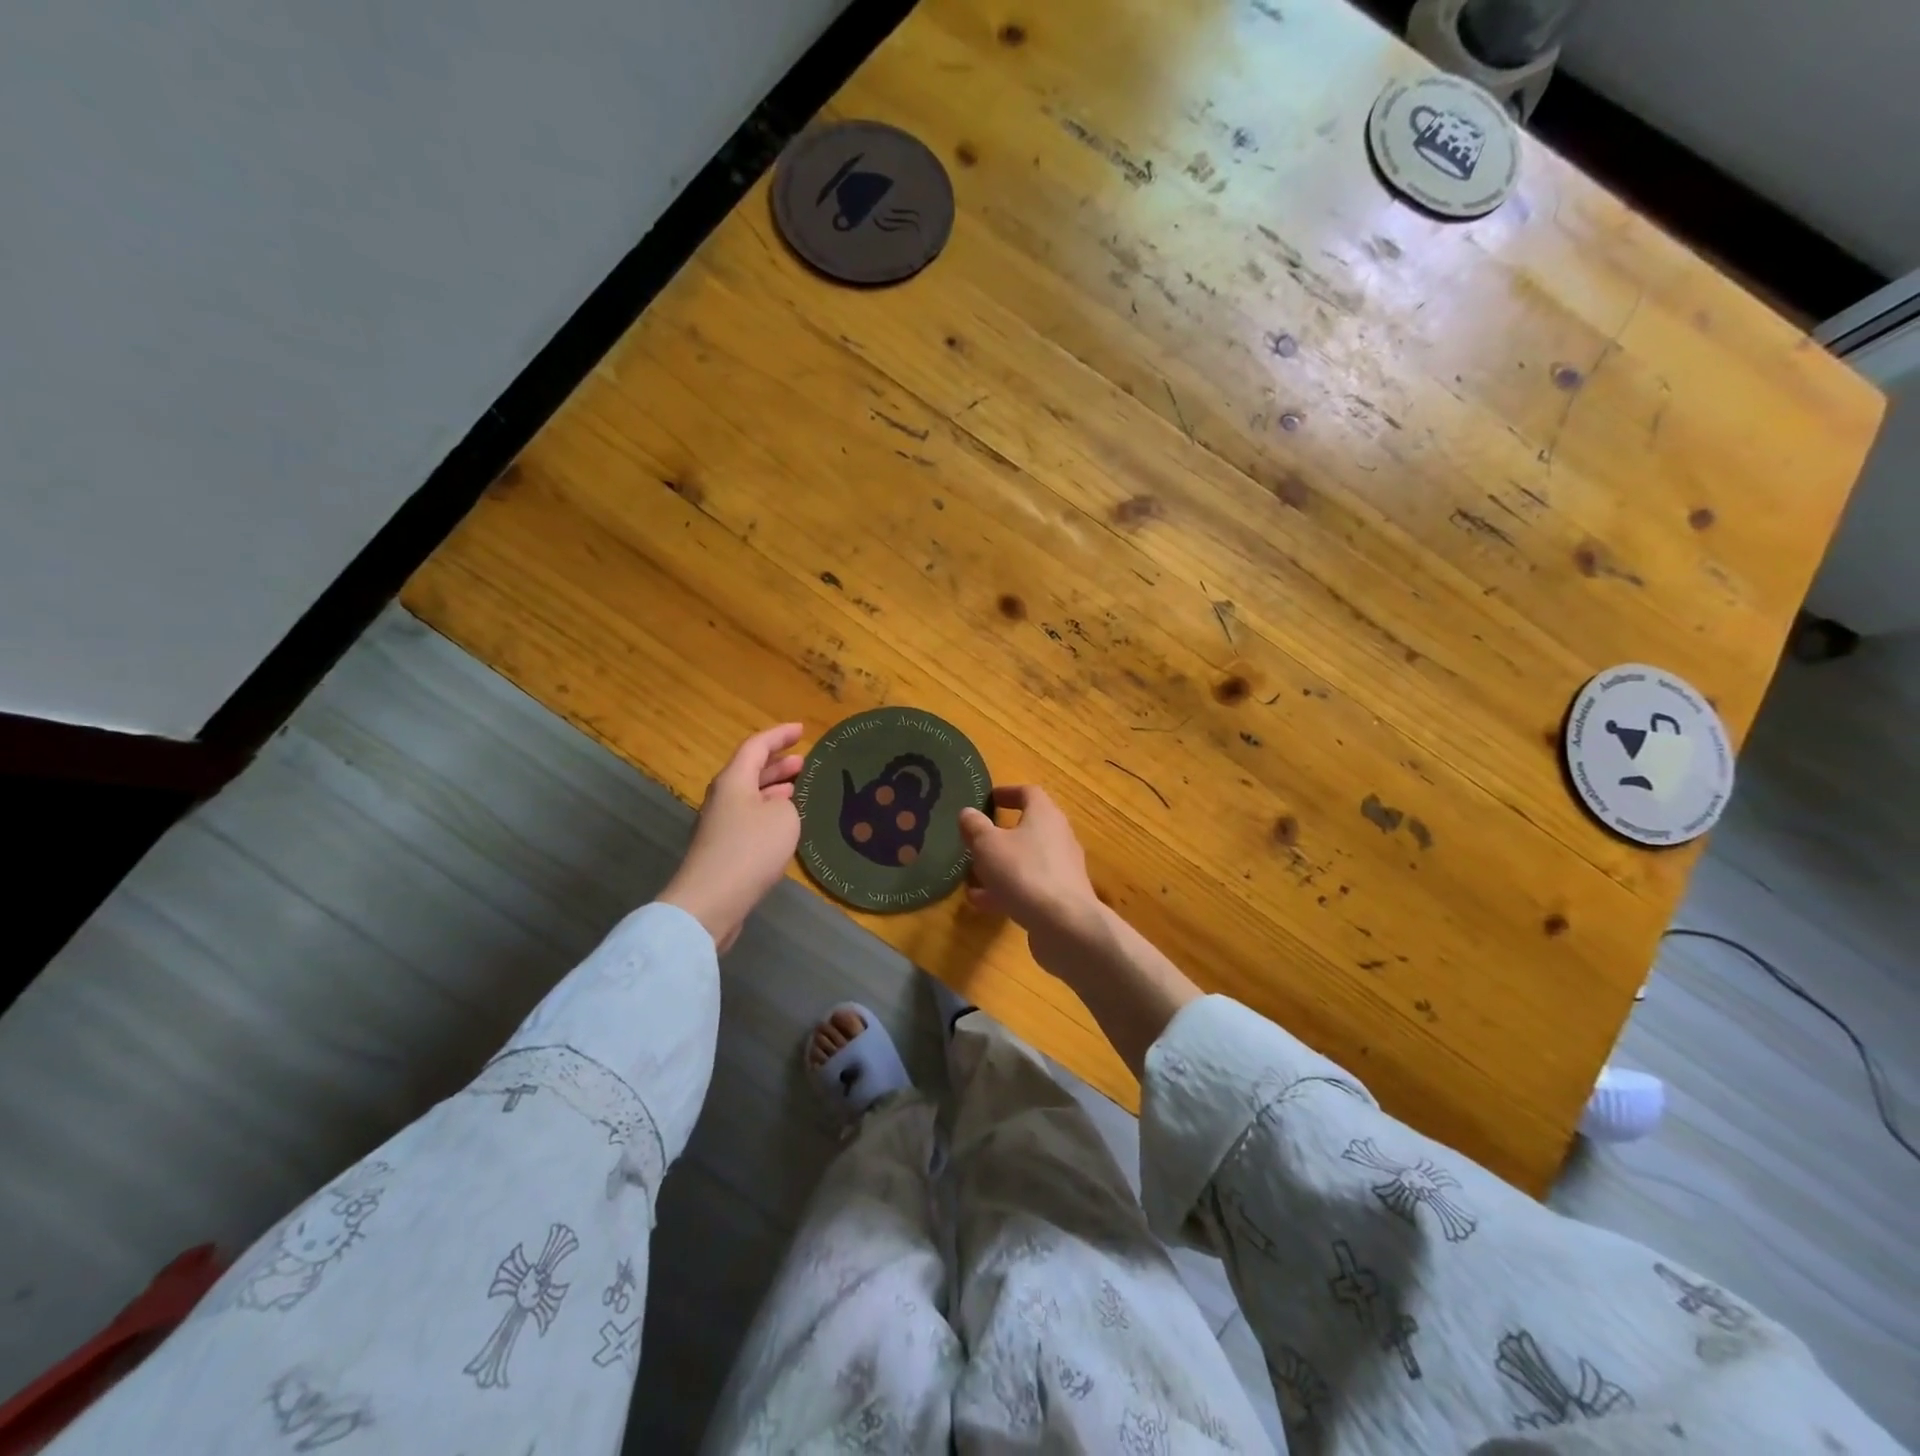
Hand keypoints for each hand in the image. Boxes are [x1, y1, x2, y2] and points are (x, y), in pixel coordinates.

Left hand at [658, 724, 805, 952]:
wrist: (711, 901)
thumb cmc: (749, 850)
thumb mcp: (783, 817)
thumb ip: (787, 803)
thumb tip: (778, 807)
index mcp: (733, 780)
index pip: (757, 746)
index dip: (780, 735)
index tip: (801, 730)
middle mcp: (723, 797)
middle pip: (750, 771)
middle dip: (778, 764)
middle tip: (804, 762)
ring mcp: (720, 825)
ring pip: (750, 796)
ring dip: (774, 790)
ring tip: (799, 789)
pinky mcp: (723, 850)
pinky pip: (749, 819)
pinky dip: (769, 813)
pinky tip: (786, 825)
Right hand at [958, 785, 1103, 949]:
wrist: (1064, 924)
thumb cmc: (1023, 872)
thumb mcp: (987, 845)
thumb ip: (975, 827)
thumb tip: (968, 813)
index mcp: (1045, 815)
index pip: (1029, 793)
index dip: (1007, 793)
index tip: (988, 799)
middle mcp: (1058, 837)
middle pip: (1028, 828)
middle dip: (1000, 835)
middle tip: (976, 841)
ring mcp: (1062, 869)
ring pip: (1026, 861)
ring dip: (1000, 866)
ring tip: (971, 877)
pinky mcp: (1061, 897)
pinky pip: (1029, 886)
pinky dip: (1007, 890)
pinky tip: (982, 903)